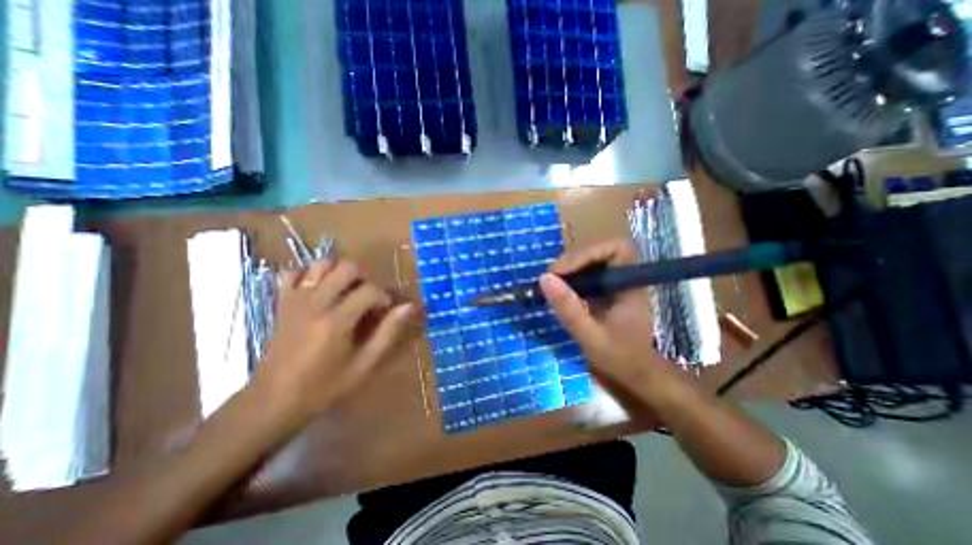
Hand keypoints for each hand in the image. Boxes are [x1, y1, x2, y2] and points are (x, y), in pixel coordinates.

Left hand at [251, 259, 410, 417]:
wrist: (273, 400)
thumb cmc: (324, 385)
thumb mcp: (364, 364)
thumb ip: (388, 333)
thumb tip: (409, 307)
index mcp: (337, 320)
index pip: (369, 290)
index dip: (384, 296)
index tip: (385, 310)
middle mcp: (316, 303)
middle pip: (346, 268)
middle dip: (364, 277)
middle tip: (367, 296)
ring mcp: (295, 300)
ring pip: (321, 264)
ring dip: (339, 272)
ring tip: (346, 290)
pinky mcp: (281, 302)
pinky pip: (292, 273)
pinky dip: (308, 275)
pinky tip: (318, 289)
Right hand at [544, 243, 677, 400]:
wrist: (635, 376)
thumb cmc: (618, 358)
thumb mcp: (590, 335)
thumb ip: (568, 308)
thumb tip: (544, 278)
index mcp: (630, 285)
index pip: (617, 248)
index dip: (589, 252)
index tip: (563, 270)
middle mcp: (625, 279)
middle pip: (600, 251)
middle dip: (573, 260)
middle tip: (551, 277)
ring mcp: (615, 284)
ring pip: (592, 261)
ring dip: (570, 268)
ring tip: (551, 282)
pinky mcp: (605, 291)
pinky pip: (587, 274)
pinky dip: (571, 278)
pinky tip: (559, 289)